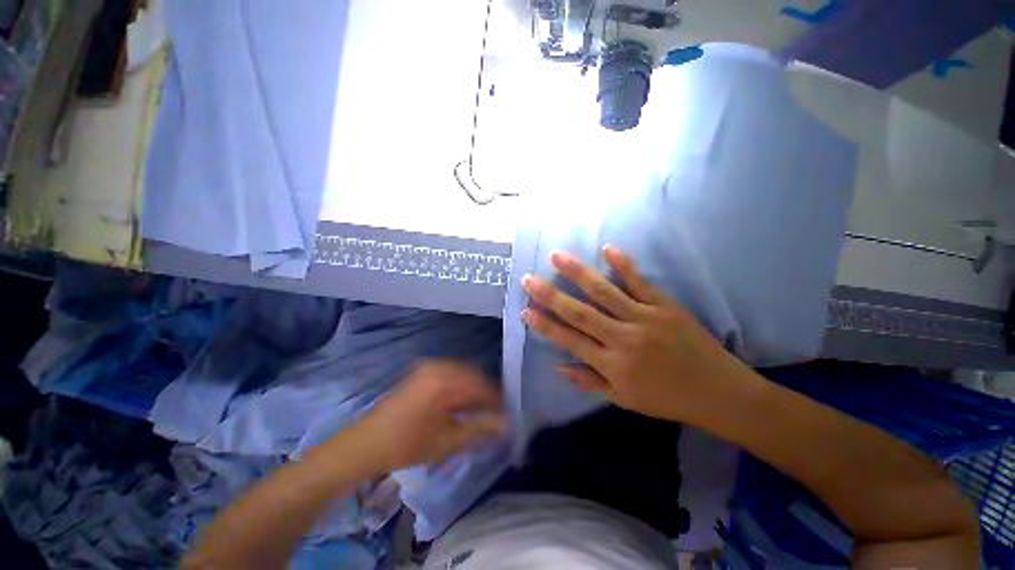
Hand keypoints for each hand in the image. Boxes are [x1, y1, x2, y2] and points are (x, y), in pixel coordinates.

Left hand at [356, 360, 504, 472]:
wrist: (366, 443)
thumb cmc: (406, 445)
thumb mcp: (447, 441)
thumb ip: (480, 429)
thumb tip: (506, 425)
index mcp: (445, 382)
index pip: (482, 386)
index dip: (498, 400)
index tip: (508, 414)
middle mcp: (439, 367)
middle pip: (475, 376)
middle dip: (487, 394)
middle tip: (495, 413)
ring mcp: (430, 367)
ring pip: (464, 373)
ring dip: (475, 389)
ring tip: (480, 410)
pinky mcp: (423, 371)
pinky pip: (452, 373)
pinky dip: (461, 386)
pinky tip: (462, 402)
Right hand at [521, 246, 753, 422]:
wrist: (720, 393)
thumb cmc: (667, 399)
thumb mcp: (624, 399)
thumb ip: (590, 381)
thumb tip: (559, 366)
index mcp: (612, 364)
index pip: (570, 340)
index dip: (545, 325)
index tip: (525, 310)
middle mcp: (623, 339)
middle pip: (580, 313)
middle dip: (550, 295)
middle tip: (529, 278)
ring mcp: (645, 319)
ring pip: (604, 292)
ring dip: (578, 273)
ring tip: (557, 256)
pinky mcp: (665, 306)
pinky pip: (640, 283)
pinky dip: (623, 265)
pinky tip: (607, 249)